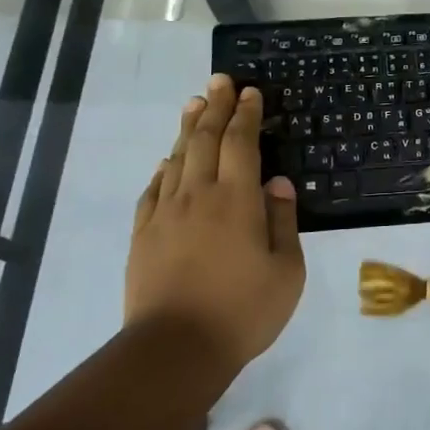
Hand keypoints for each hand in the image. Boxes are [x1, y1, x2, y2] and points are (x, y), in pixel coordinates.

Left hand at [127, 76, 304, 381]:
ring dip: (188, 128)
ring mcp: (165, 213)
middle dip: (214, 106)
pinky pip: (153, 189)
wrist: (175, 349)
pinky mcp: (143, 234)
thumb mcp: (286, 270)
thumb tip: (277, 183)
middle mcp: (198, 195)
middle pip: (204, 139)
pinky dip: (163, 169)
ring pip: (176, 158)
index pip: (241, 143)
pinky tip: (167, 162)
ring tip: (194, 104)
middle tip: (220, 81)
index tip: (249, 91)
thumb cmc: (243, 310)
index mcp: (237, 200)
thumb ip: (283, 221)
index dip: (246, 114)